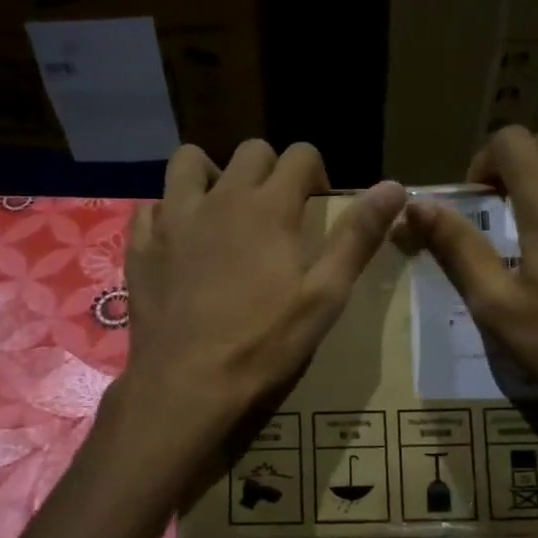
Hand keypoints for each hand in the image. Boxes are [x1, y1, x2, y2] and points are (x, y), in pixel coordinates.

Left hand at [122, 140, 406, 438]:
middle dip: (270, 170)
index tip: (316, 205)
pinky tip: (180, 242)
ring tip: (223, 211)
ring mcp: (173, 219)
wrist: (187, 385)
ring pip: (189, 161)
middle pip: (250, 151)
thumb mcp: (325, 295)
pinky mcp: (141, 245)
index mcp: (269, 207)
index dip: (315, 172)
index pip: (300, 154)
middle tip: (276, 212)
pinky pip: (152, 206)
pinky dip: (169, 213)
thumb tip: (396, 186)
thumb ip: (358, 237)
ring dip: (212, 175)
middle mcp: (220, 198)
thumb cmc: (264, 344)